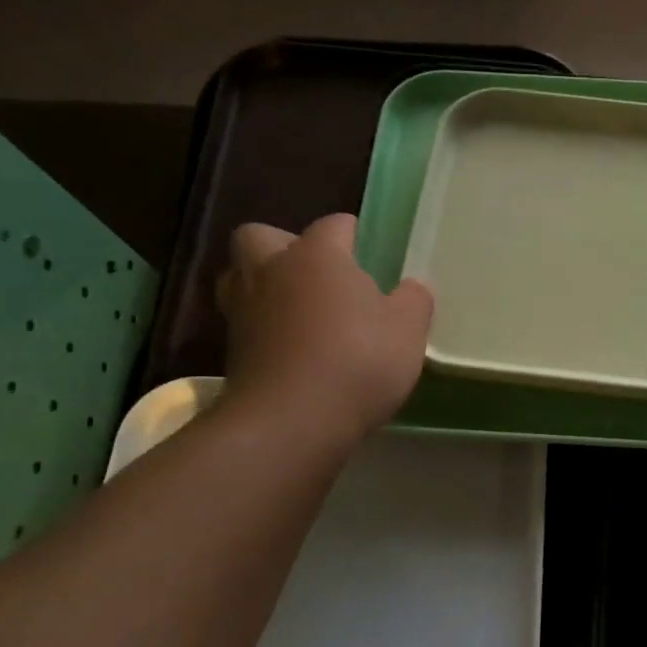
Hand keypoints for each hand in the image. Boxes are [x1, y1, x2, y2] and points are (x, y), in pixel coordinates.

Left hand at [215, 214, 433, 442]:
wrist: (292, 420)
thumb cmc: (358, 360)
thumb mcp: (407, 330)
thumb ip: (414, 301)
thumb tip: (414, 286)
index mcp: (316, 256)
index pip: (333, 225)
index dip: (351, 234)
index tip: (368, 249)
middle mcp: (272, 272)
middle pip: (261, 236)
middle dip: (284, 246)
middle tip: (317, 274)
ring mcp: (244, 311)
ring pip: (241, 278)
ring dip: (264, 286)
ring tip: (298, 310)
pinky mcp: (232, 352)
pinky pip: (245, 324)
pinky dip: (264, 329)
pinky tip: (292, 350)